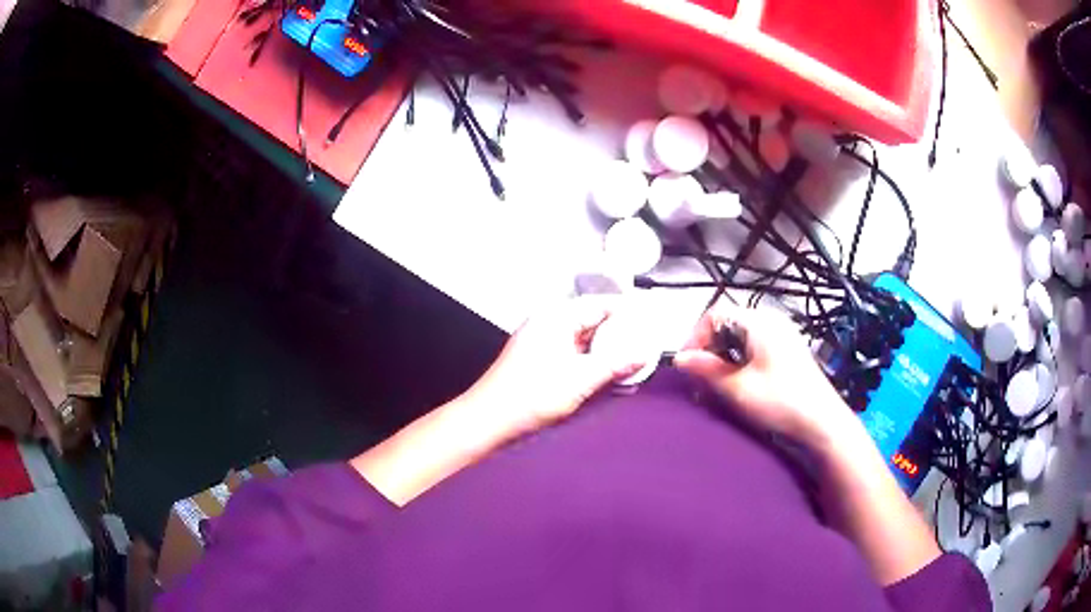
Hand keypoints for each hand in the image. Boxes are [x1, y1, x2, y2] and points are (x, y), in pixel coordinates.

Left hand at [462, 296, 646, 438]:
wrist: (489, 421)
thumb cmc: (528, 396)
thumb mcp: (580, 380)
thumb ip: (615, 365)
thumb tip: (642, 354)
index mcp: (555, 318)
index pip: (599, 305)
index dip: (626, 312)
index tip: (649, 323)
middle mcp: (548, 325)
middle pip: (592, 323)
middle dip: (619, 336)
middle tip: (645, 347)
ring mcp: (542, 344)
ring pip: (584, 342)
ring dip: (606, 353)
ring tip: (632, 364)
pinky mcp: (540, 363)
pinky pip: (573, 356)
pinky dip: (591, 364)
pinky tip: (607, 377)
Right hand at [673, 302, 857, 448]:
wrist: (822, 422)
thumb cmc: (781, 402)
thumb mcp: (738, 388)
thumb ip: (707, 369)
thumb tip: (679, 359)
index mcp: (759, 322)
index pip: (715, 314)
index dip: (696, 337)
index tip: (687, 365)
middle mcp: (771, 321)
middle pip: (727, 324)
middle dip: (709, 349)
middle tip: (700, 379)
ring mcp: (781, 335)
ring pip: (740, 337)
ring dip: (723, 358)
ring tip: (717, 385)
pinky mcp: (787, 351)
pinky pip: (754, 347)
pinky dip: (739, 361)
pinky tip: (738, 384)